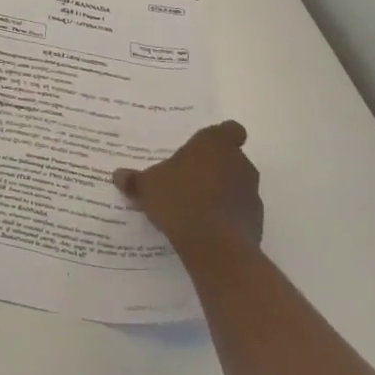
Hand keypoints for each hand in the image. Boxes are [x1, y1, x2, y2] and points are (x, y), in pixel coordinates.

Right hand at [113, 121, 262, 254]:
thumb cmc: (180, 199)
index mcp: (214, 144)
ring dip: (222, 192)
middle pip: (231, 158)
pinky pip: (240, 212)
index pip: (230, 130)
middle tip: (190, 179)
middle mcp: (239, 163)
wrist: (214, 245)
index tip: (203, 149)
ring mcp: (251, 193)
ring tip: (196, 207)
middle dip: (215, 168)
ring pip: (237, 185)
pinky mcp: (256, 221)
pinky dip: (227, 217)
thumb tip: (118, 175)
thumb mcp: (147, 186)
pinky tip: (206, 228)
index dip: (220, 138)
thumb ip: (135, 180)